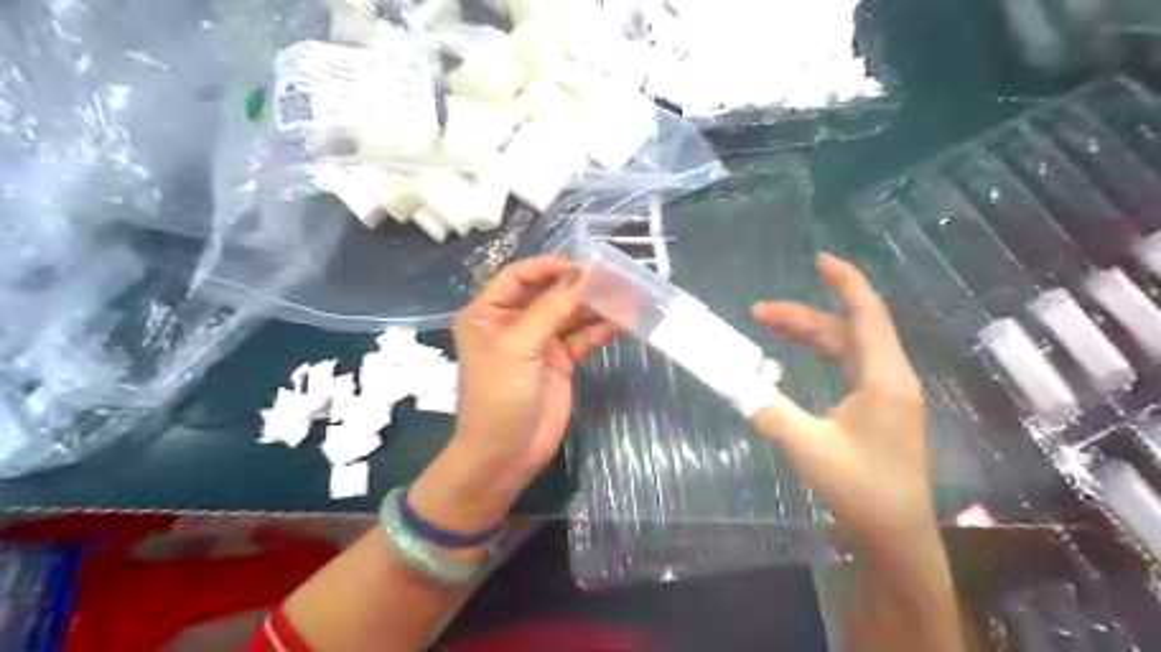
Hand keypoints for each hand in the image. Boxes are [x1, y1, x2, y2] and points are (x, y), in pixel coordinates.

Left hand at [451, 258, 621, 490]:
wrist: (505, 455)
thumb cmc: (498, 397)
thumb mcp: (518, 347)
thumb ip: (551, 309)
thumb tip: (583, 275)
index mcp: (488, 313)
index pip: (518, 276)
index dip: (547, 267)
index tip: (580, 266)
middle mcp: (513, 322)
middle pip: (548, 293)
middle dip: (577, 285)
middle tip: (611, 277)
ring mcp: (539, 342)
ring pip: (569, 314)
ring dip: (593, 306)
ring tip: (624, 296)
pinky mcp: (559, 361)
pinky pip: (581, 338)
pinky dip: (599, 330)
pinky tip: (621, 323)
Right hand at [754, 253, 930, 549]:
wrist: (896, 535)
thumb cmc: (860, 488)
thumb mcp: (807, 447)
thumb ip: (768, 410)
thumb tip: (733, 382)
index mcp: (883, 378)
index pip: (866, 314)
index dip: (845, 282)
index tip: (819, 260)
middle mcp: (889, 377)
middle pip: (846, 329)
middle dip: (803, 316)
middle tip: (756, 314)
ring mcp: (886, 392)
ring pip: (846, 347)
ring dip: (809, 334)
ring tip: (768, 326)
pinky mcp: (879, 407)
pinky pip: (848, 364)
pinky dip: (820, 354)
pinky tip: (797, 355)